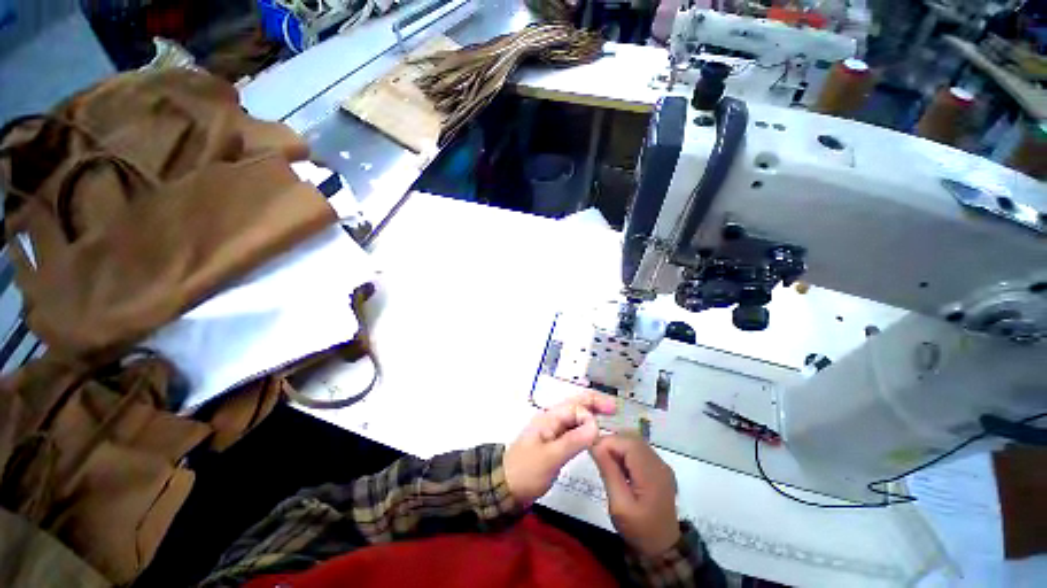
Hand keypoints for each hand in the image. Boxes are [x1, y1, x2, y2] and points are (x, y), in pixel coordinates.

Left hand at [505, 392, 616, 505]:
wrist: (505, 488)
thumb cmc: (526, 471)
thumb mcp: (550, 457)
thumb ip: (573, 440)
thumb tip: (596, 425)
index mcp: (549, 418)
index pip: (575, 408)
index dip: (589, 416)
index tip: (600, 434)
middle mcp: (551, 419)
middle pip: (575, 405)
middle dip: (594, 403)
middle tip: (614, 407)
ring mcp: (552, 430)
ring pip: (575, 416)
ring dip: (590, 413)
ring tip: (608, 416)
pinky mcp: (554, 442)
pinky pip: (572, 429)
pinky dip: (584, 427)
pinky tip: (593, 434)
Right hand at [590, 434, 680, 556]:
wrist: (663, 549)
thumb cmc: (638, 530)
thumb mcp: (619, 505)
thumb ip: (608, 472)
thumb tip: (594, 445)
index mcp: (651, 473)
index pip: (627, 443)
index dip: (608, 442)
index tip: (591, 451)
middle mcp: (659, 463)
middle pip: (632, 439)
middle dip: (612, 443)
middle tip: (597, 457)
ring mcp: (661, 465)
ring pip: (635, 442)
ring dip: (618, 447)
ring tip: (607, 463)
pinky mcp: (659, 469)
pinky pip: (640, 450)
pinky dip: (626, 453)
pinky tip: (619, 468)